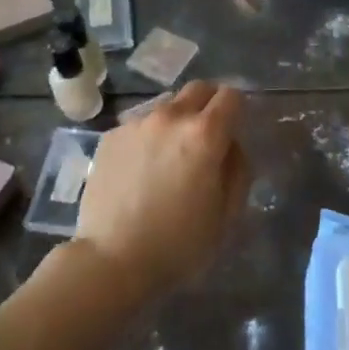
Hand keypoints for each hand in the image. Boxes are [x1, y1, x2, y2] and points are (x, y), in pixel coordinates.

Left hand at [74, 81, 249, 294]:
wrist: (112, 260)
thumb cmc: (178, 245)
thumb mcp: (226, 215)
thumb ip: (237, 169)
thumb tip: (231, 146)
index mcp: (204, 134)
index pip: (231, 96)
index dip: (237, 109)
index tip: (234, 128)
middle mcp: (170, 117)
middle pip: (198, 89)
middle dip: (209, 104)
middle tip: (207, 136)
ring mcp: (136, 123)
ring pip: (167, 106)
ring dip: (176, 121)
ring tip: (169, 157)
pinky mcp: (111, 136)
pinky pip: (139, 125)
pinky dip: (148, 138)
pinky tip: (141, 170)